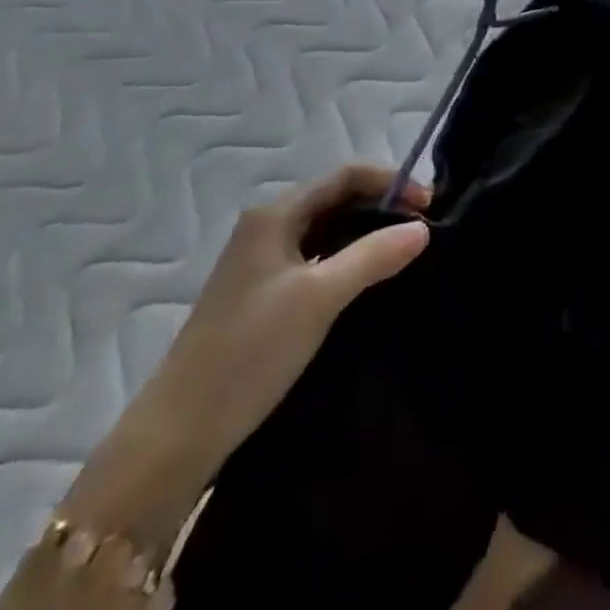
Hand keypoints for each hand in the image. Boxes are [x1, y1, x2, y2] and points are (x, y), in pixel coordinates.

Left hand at [60, 165, 429, 558]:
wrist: (179, 431)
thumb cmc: (250, 352)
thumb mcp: (319, 298)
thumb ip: (372, 257)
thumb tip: (422, 228)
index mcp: (275, 215)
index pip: (345, 177)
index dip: (391, 182)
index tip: (430, 205)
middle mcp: (266, 227)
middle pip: (335, 199)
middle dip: (381, 206)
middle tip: (423, 229)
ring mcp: (261, 262)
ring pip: (326, 230)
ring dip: (365, 233)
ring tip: (404, 251)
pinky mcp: (262, 294)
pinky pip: (315, 259)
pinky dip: (346, 259)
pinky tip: (367, 281)